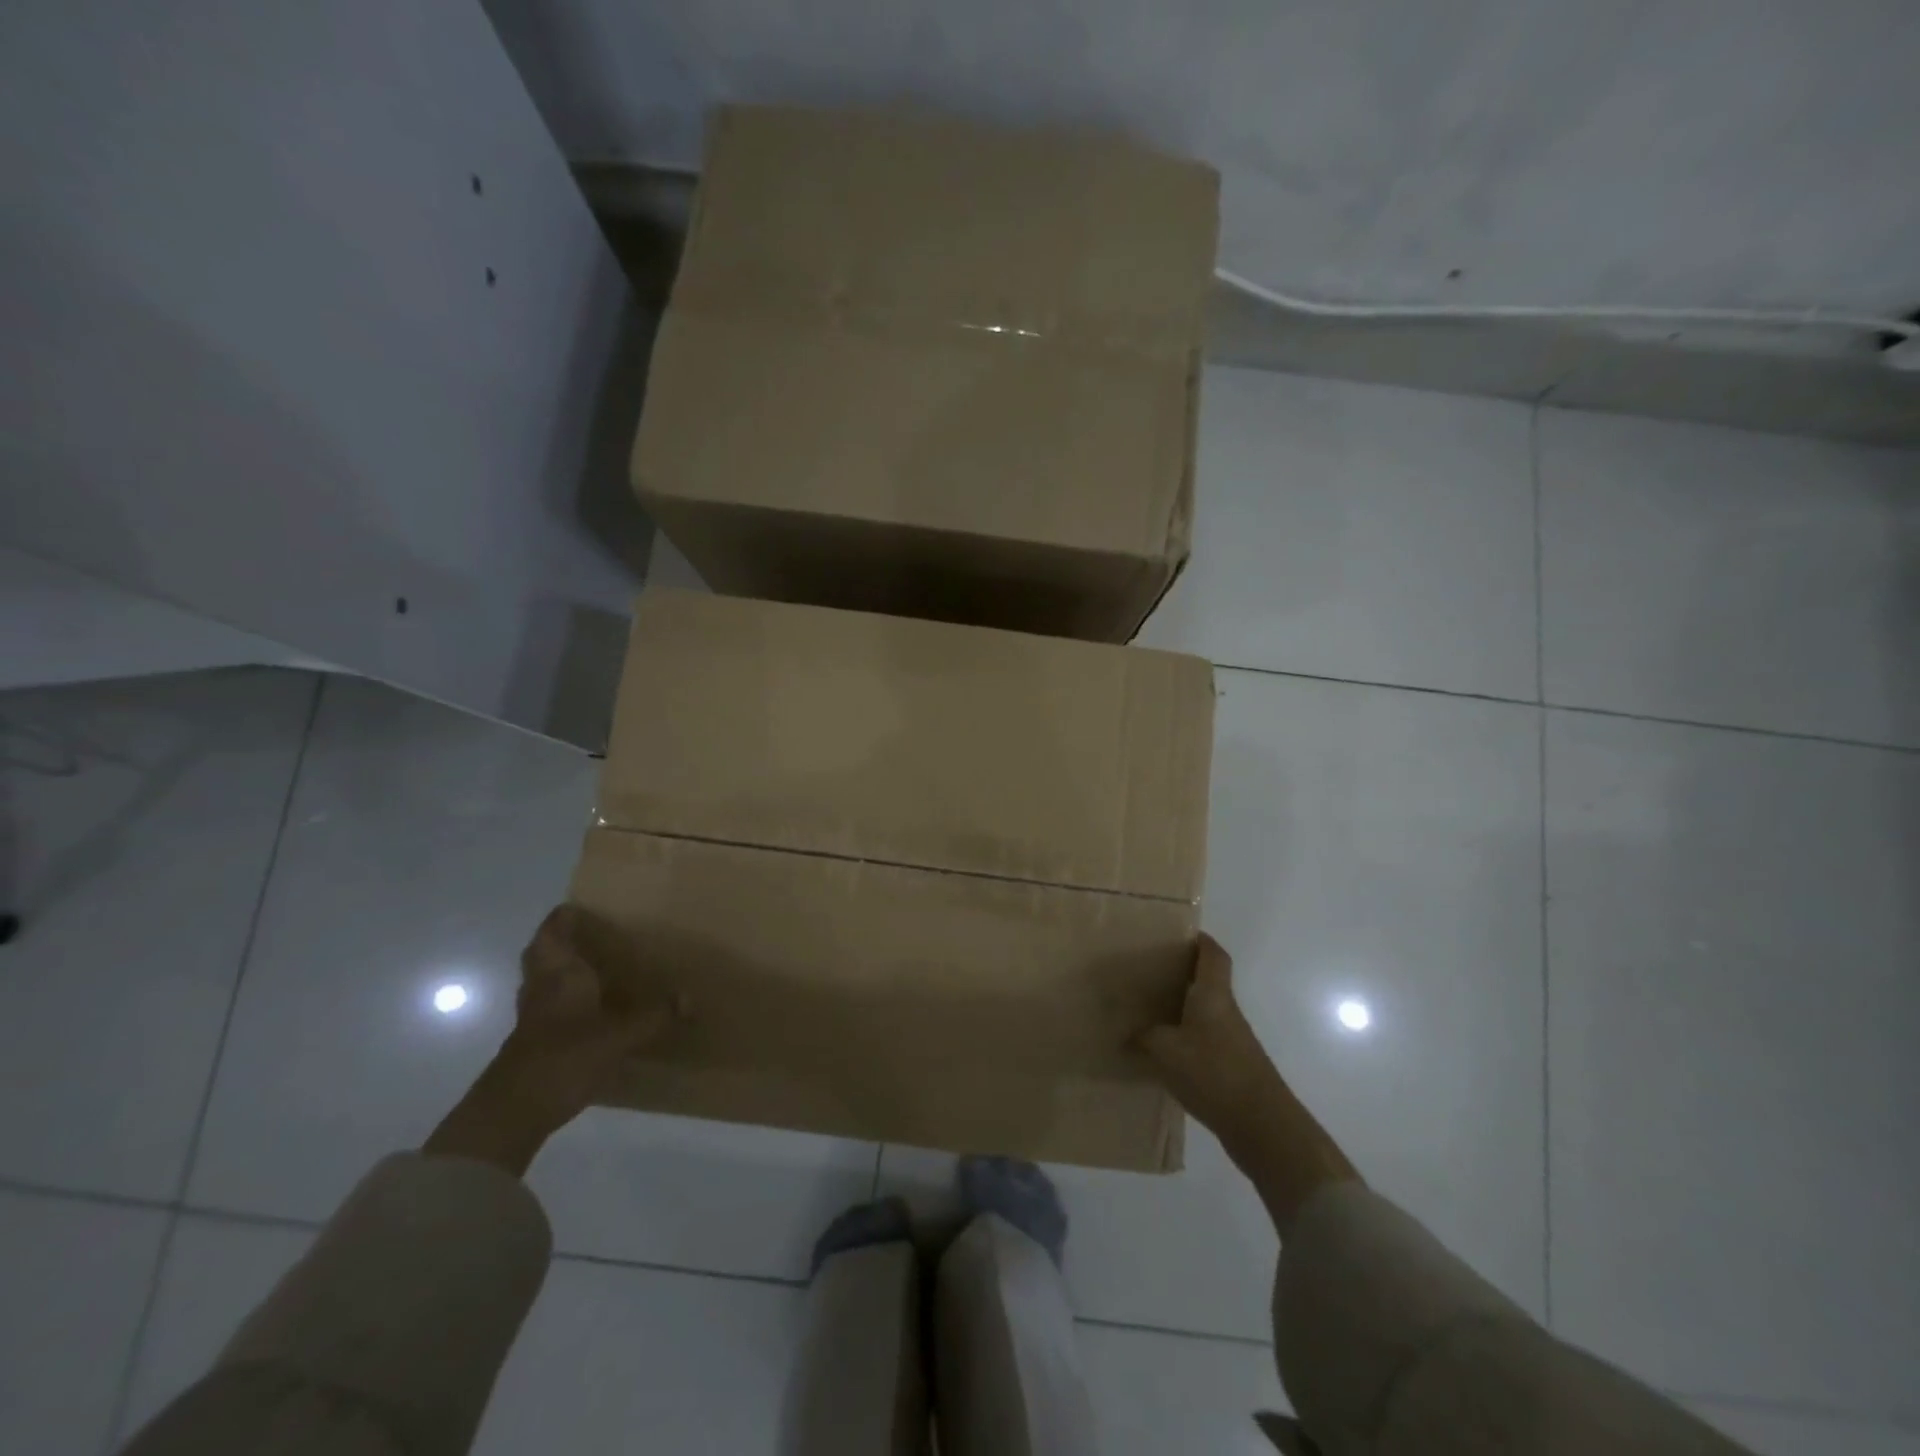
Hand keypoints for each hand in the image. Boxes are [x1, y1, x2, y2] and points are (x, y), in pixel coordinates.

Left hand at [424, 906, 676, 1174]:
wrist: (511, 1113)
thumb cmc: (563, 1057)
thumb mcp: (619, 1036)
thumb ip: (654, 1016)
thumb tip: (689, 999)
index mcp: (558, 973)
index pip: (553, 931)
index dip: (564, 916)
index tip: (585, 905)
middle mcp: (541, 987)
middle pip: (543, 953)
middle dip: (562, 941)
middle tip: (593, 934)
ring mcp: (532, 1016)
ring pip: (542, 980)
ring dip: (561, 970)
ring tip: (596, 967)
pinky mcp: (532, 1043)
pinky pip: (548, 1007)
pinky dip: (565, 1000)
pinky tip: (590, 1011)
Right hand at [1138, 935, 1289, 1160]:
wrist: (1262, 1126)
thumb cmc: (1214, 1072)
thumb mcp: (1165, 1051)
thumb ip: (1143, 1038)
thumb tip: (1126, 1034)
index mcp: (1212, 995)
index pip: (1213, 955)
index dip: (1199, 940)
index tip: (1177, 933)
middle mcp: (1225, 1011)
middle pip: (1206, 982)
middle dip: (1180, 974)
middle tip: (1146, 971)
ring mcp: (1231, 1041)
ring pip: (1203, 1012)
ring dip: (1180, 1008)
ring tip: (1146, 1010)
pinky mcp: (1231, 1067)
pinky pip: (1202, 1040)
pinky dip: (1183, 1039)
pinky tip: (1160, 1052)